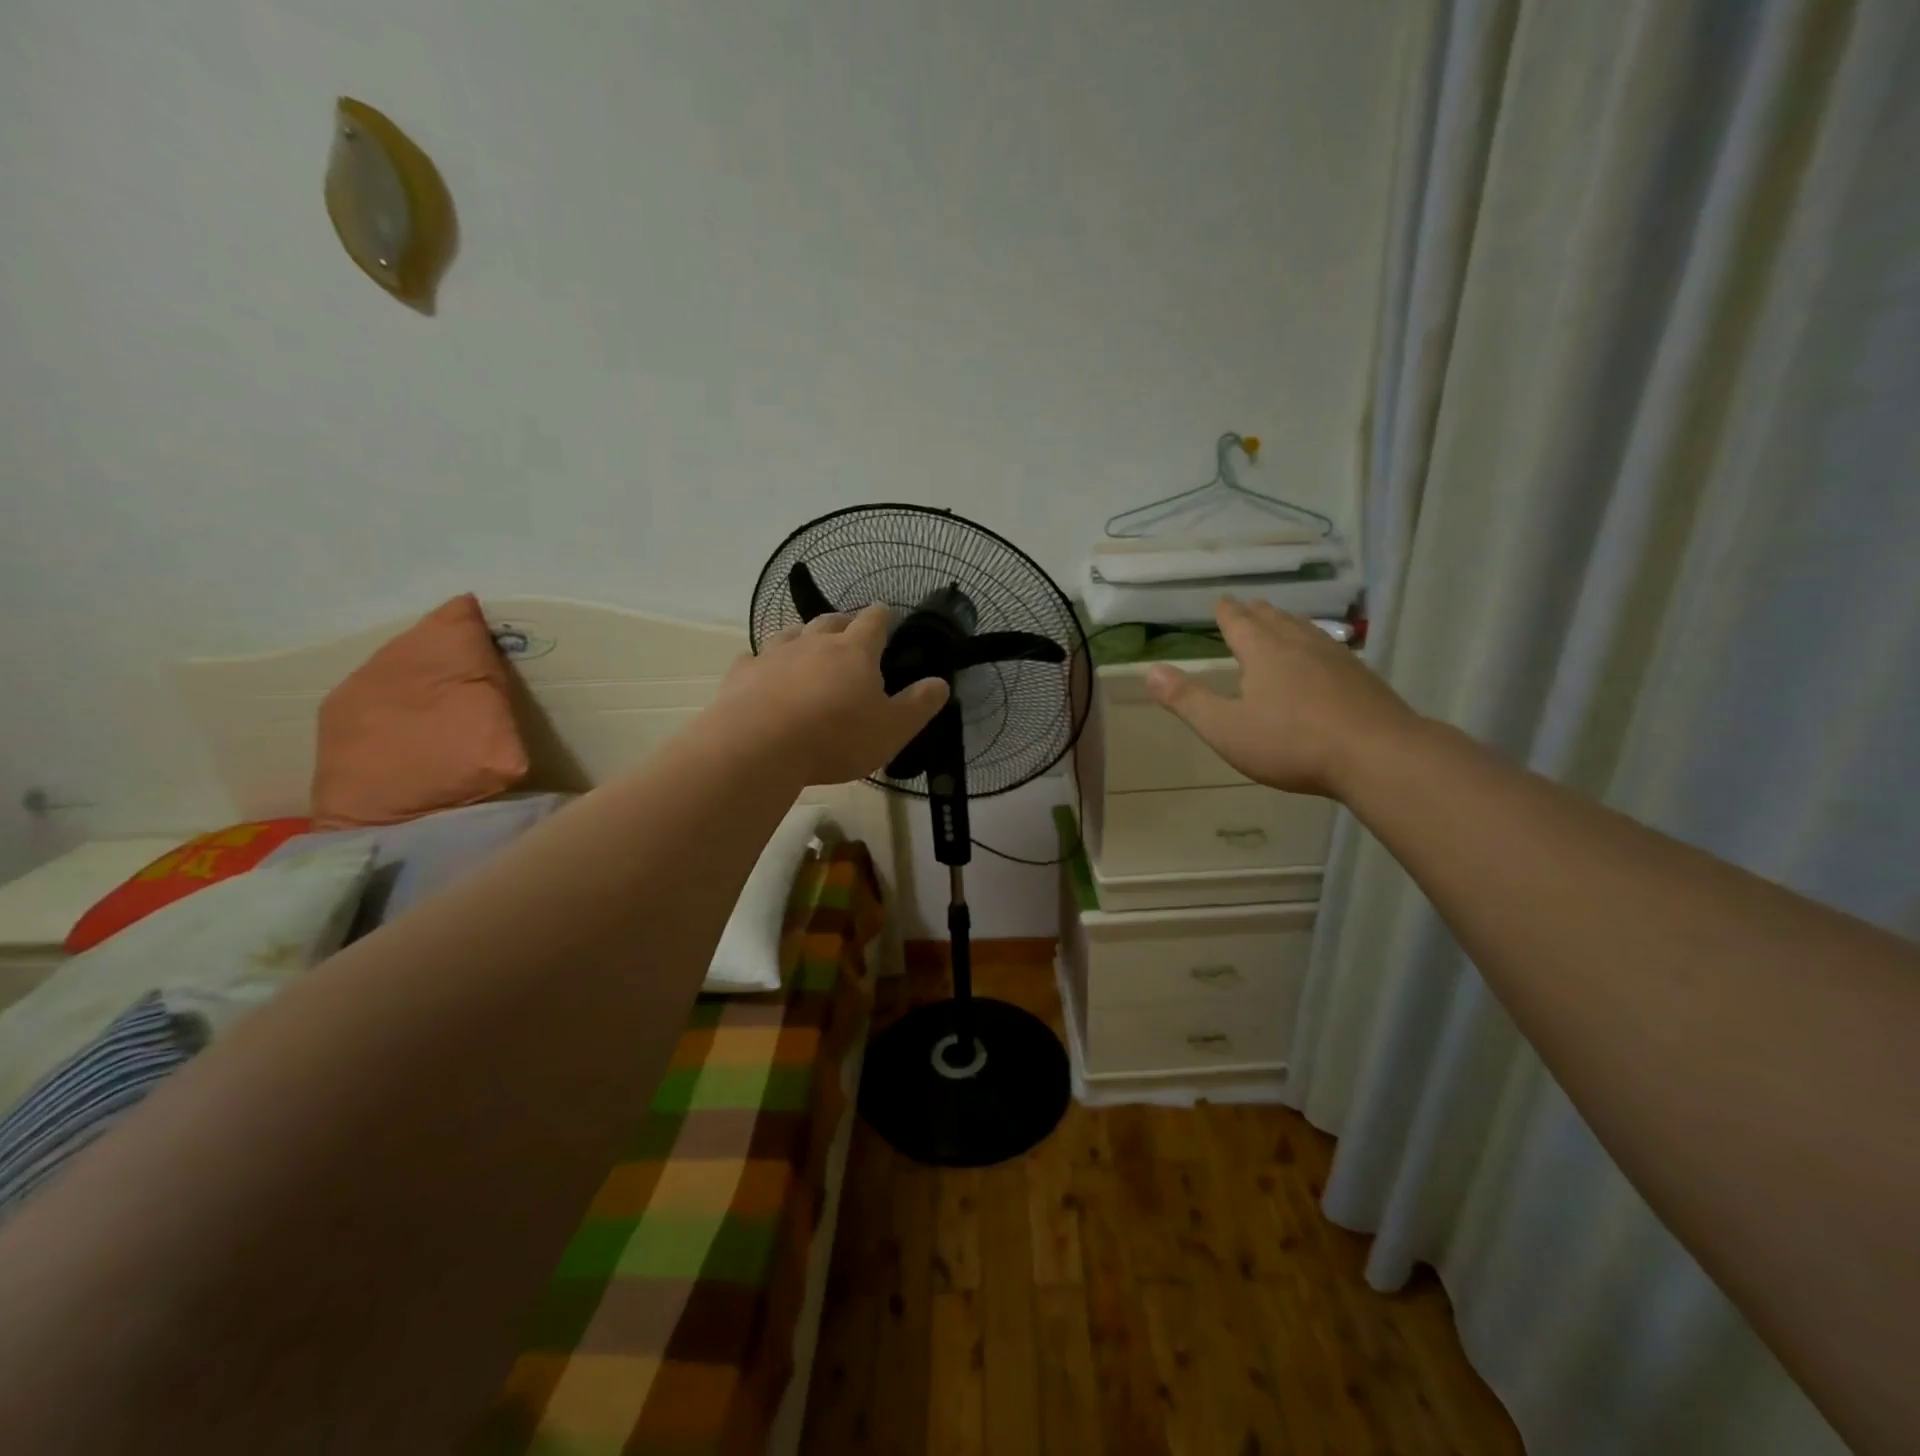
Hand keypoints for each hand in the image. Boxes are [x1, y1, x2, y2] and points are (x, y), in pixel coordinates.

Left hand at [714, 606, 949, 784]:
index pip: (873, 621)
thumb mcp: (892, 729)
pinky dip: (763, 662)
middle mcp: (814, 643)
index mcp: (855, 652)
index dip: (883, 615)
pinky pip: (754, 658)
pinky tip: (762, 671)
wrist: (758, 747)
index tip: (887, 614)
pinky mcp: (743, 674)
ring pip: (792, 634)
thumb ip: (919, 705)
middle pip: (830, 621)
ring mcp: (774, 654)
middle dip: (843, 622)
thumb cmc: (836, 738)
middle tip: (850, 631)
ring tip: (808, 647)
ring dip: (803, 637)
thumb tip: (941, 683)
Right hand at [1146, 599, 1418, 798]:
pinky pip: (1331, 648)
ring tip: (1283, 621)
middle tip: (1249, 605)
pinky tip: (1324, 656)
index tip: (1221, 600)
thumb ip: (1187, 700)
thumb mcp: (1226, 728)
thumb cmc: (1291, 743)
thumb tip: (1150, 672)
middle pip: (1275, 620)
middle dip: (1257, 613)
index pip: (1239, 624)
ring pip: (1306, 631)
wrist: (1377, 755)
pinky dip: (1317, 643)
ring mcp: (1336, 659)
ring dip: (1289, 623)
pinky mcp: (1362, 678)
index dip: (1227, 612)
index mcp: (1264, 653)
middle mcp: (1300, 645)